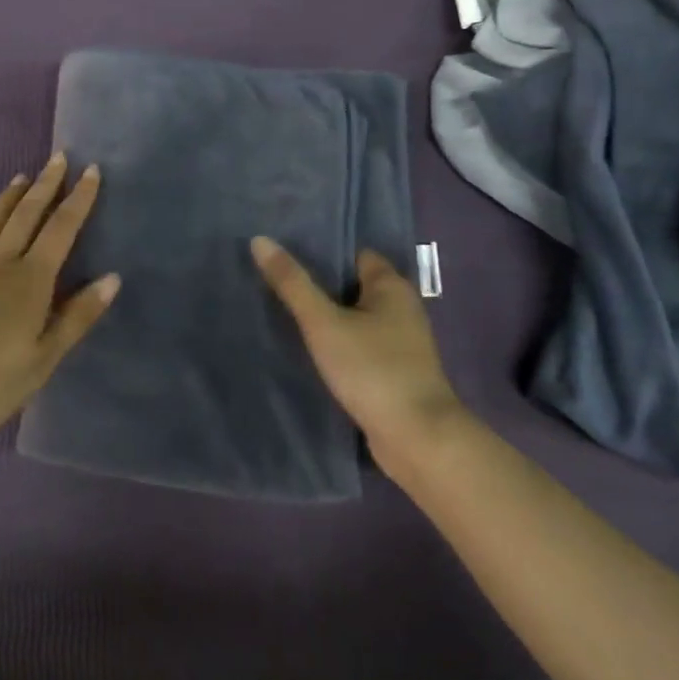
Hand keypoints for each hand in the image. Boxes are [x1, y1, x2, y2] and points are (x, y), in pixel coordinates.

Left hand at [0, 154, 119, 434]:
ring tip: (22, 177)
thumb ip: (78, 316)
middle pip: (26, 214)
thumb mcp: (44, 358)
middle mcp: (0, 263)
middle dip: (46, 185)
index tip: (90, 171)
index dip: (78, 199)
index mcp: (31, 280)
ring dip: (10, 196)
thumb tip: (112, 277)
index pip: (61, 229)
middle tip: (59, 157)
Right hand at [251, 237, 459, 448]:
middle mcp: (402, 309)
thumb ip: (292, 283)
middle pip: (354, 286)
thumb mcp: (323, 323)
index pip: (355, 254)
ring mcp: (401, 344)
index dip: (322, 252)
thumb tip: (260, 240)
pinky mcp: (395, 373)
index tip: (285, 254)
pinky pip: (360, 345)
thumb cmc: (372, 369)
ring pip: (356, 318)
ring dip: (328, 318)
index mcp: (392, 287)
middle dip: (320, 285)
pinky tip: (310, 349)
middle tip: (276, 282)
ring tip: (284, 313)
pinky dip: (338, 344)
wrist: (418, 440)